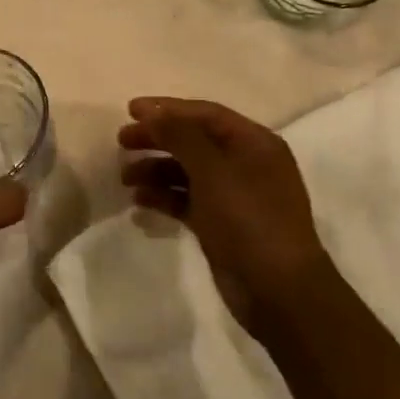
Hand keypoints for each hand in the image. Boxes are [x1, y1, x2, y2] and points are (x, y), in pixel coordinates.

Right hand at [119, 98, 333, 338]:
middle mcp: (245, 164)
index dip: (167, 108)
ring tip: (125, 178)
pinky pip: (186, 200)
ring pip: (187, 171)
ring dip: (155, 169)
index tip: (129, 110)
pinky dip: (163, 197)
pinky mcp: (221, 224)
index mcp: (254, 143)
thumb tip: (152, 111)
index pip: (205, 114)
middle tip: (121, 142)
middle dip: (157, 139)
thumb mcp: (213, 170)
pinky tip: (139, 202)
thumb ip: (180, 136)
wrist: (278, 290)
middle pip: (194, 140)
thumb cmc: (249, 219)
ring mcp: (233, 196)